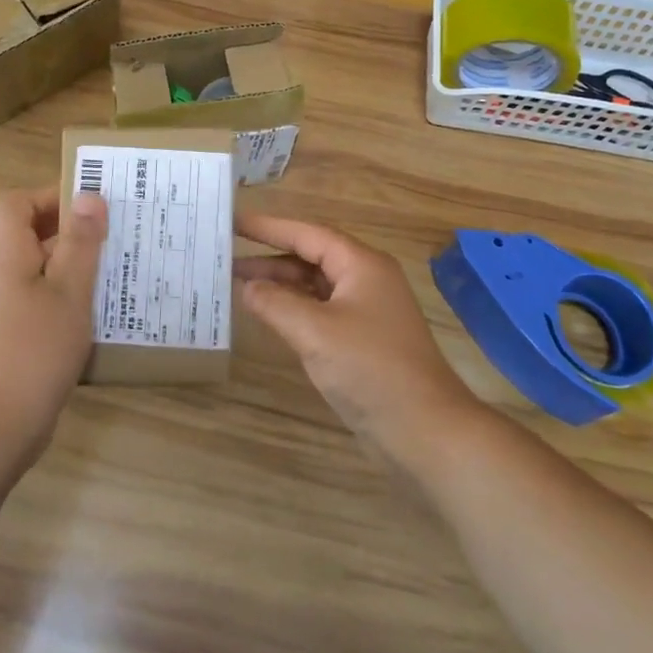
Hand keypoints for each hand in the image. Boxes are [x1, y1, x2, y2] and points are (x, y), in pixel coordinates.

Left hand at [0, 185, 107, 455]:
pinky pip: (52, 303)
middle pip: (35, 235)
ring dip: (81, 265)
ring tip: (125, 269)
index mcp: (11, 258)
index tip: (92, 202)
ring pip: (48, 272)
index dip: (50, 194)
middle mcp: (8, 278)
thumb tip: (89, 194)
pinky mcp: (24, 339)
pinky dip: (77, 299)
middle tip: (121, 232)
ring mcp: (14, 311)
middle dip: (77, 229)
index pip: (17, 204)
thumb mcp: (68, 292)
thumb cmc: (34, 350)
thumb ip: (80, 244)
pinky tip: (109, 312)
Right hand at [236, 213, 486, 466]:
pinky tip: (269, 317)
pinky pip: (322, 312)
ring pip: (316, 287)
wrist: (425, 430)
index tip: (234, 222)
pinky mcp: (363, 341)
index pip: (308, 234)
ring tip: (238, 287)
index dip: (269, 227)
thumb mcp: (315, 332)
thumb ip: (276, 303)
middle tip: (226, 259)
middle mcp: (366, 280)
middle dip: (270, 258)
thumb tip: (247, 286)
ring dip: (281, 286)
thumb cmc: (371, 370)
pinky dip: (294, 310)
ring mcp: (367, 312)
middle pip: (312, 258)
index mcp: (362, 265)